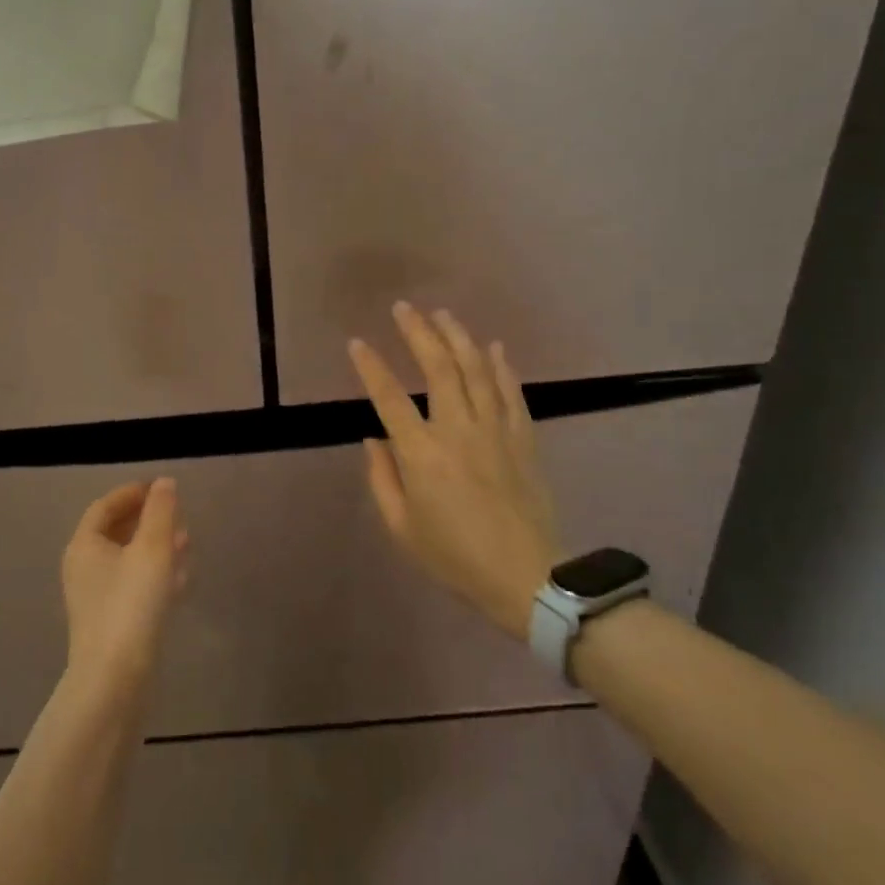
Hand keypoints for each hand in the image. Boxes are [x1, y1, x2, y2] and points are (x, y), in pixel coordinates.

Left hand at [61, 479, 189, 691]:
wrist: (116, 679)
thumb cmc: (131, 604)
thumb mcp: (152, 549)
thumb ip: (160, 512)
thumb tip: (163, 483)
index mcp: (85, 545)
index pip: (105, 506)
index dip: (132, 493)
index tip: (161, 488)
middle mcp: (84, 568)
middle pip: (115, 532)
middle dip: (147, 520)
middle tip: (177, 514)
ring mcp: (96, 598)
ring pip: (128, 560)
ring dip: (155, 546)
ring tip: (186, 541)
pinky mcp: (111, 622)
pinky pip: (133, 586)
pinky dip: (154, 574)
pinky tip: (180, 578)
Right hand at [349, 303, 562, 637]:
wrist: (528, 577)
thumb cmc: (455, 557)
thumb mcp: (402, 528)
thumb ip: (382, 479)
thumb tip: (373, 439)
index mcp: (421, 455)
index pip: (389, 398)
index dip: (371, 367)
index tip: (357, 342)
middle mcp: (457, 431)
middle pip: (438, 368)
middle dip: (418, 333)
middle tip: (403, 308)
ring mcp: (495, 431)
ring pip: (476, 370)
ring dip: (458, 337)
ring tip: (442, 313)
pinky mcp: (524, 438)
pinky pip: (512, 393)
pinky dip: (502, 366)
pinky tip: (494, 346)